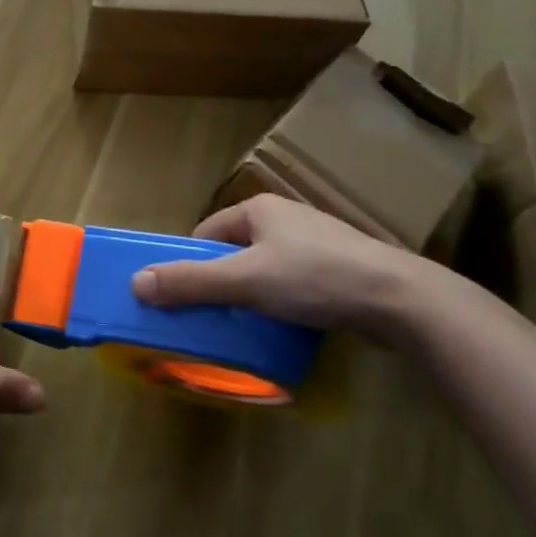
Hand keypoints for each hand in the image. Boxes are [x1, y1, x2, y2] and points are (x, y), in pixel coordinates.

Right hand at [130, 194, 424, 337]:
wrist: (399, 298)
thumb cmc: (314, 277)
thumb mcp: (245, 281)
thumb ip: (191, 282)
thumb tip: (136, 283)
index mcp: (258, 209)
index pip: (207, 233)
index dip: (191, 263)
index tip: (185, 298)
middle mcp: (285, 217)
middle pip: (235, 251)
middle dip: (223, 283)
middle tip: (215, 318)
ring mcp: (316, 242)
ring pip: (266, 269)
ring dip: (254, 296)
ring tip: (251, 327)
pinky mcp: (341, 268)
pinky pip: (297, 284)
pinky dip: (285, 303)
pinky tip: (290, 327)